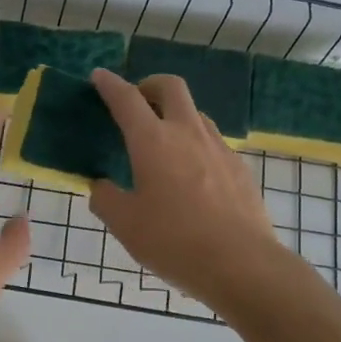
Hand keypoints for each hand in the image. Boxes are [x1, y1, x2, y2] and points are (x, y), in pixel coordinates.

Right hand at [89, 69, 299, 310]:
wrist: (242, 264)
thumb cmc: (174, 242)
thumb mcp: (125, 225)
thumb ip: (106, 199)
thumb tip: (102, 186)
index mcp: (153, 142)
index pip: (127, 99)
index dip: (110, 84)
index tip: (99, 77)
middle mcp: (187, 133)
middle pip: (170, 87)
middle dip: (149, 86)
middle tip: (137, 103)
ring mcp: (219, 148)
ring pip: (195, 113)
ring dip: (175, 115)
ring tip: (162, 142)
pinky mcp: (239, 168)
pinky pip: (212, 143)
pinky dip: (195, 144)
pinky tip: (191, 175)